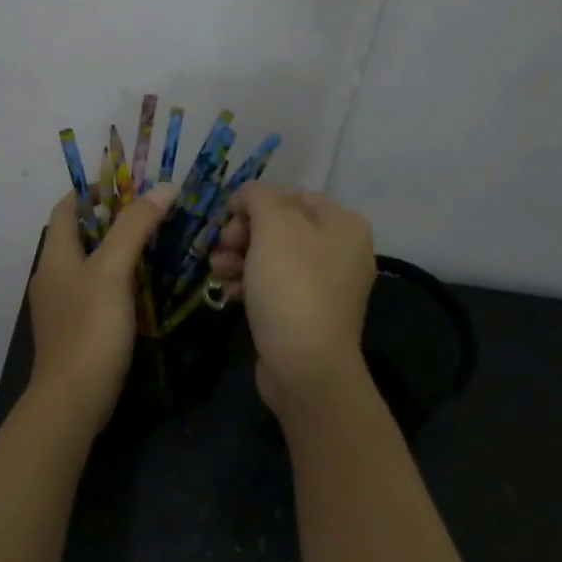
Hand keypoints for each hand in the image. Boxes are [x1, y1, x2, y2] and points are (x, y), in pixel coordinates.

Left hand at [26, 183, 173, 426]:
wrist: (73, 399)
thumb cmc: (90, 328)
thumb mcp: (114, 271)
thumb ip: (135, 227)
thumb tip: (162, 187)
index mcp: (54, 256)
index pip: (66, 208)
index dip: (91, 191)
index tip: (126, 185)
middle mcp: (52, 276)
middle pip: (78, 235)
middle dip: (111, 220)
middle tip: (150, 214)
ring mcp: (61, 305)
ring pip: (88, 265)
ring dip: (116, 251)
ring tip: (153, 245)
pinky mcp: (74, 329)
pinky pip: (94, 291)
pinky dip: (116, 280)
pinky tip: (143, 288)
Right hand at [213, 183, 375, 411]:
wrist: (306, 367)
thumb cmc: (292, 287)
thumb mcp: (274, 227)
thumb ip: (259, 197)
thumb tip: (248, 194)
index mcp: (343, 224)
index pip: (292, 195)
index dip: (255, 201)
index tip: (226, 216)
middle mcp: (341, 250)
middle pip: (282, 226)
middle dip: (244, 233)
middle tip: (221, 247)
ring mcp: (326, 285)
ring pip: (274, 257)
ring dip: (240, 258)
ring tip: (218, 271)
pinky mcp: (308, 313)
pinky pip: (276, 286)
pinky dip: (251, 284)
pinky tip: (230, 294)